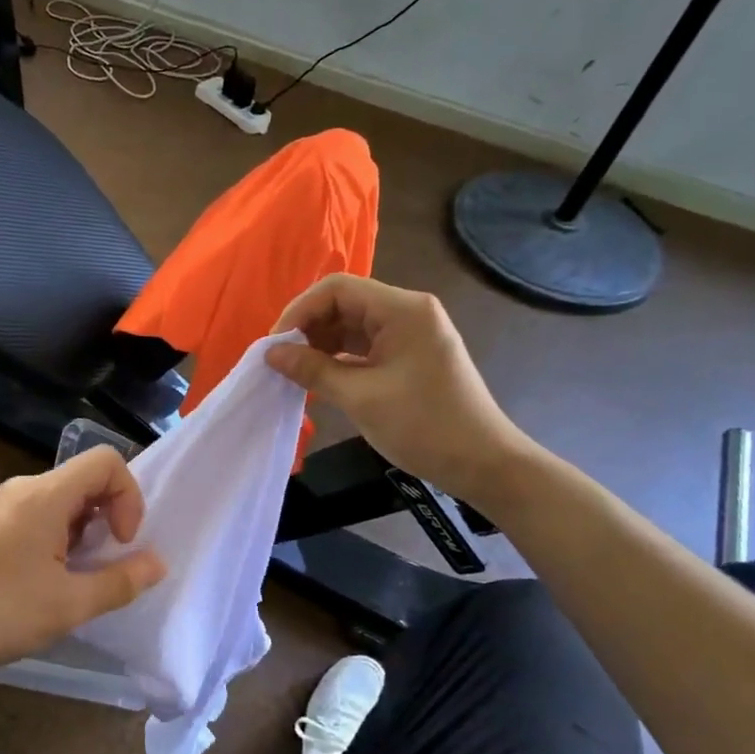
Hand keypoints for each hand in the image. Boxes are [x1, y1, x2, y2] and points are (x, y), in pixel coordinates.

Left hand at [0, 446, 166, 675]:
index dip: (128, 495)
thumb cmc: (2, 612)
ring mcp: (7, 502)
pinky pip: (44, 509)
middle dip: (109, 514)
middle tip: (104, 561)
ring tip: (78, 573)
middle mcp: (25, 487)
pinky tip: (52, 574)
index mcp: (45, 494)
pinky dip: (63, 532)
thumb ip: (121, 581)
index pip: (105, 461)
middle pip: (86, 477)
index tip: (120, 540)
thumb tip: (158, 563)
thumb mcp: (71, 604)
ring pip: (66, 495)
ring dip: (86, 527)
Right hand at [267, 274, 534, 504]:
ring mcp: (410, 333)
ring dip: (321, 344)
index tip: (275, 345)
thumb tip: (271, 354)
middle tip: (281, 361)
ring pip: (352, 325)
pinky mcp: (409, 355)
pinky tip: (319, 378)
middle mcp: (408, 311)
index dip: (300, 311)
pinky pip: (365, 345)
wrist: (482, 463)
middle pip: (344, 303)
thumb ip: (312, 370)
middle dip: (308, 328)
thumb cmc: (423, 425)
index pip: (337, 289)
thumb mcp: (360, 397)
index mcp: (402, 309)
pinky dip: (339, 358)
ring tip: (295, 371)